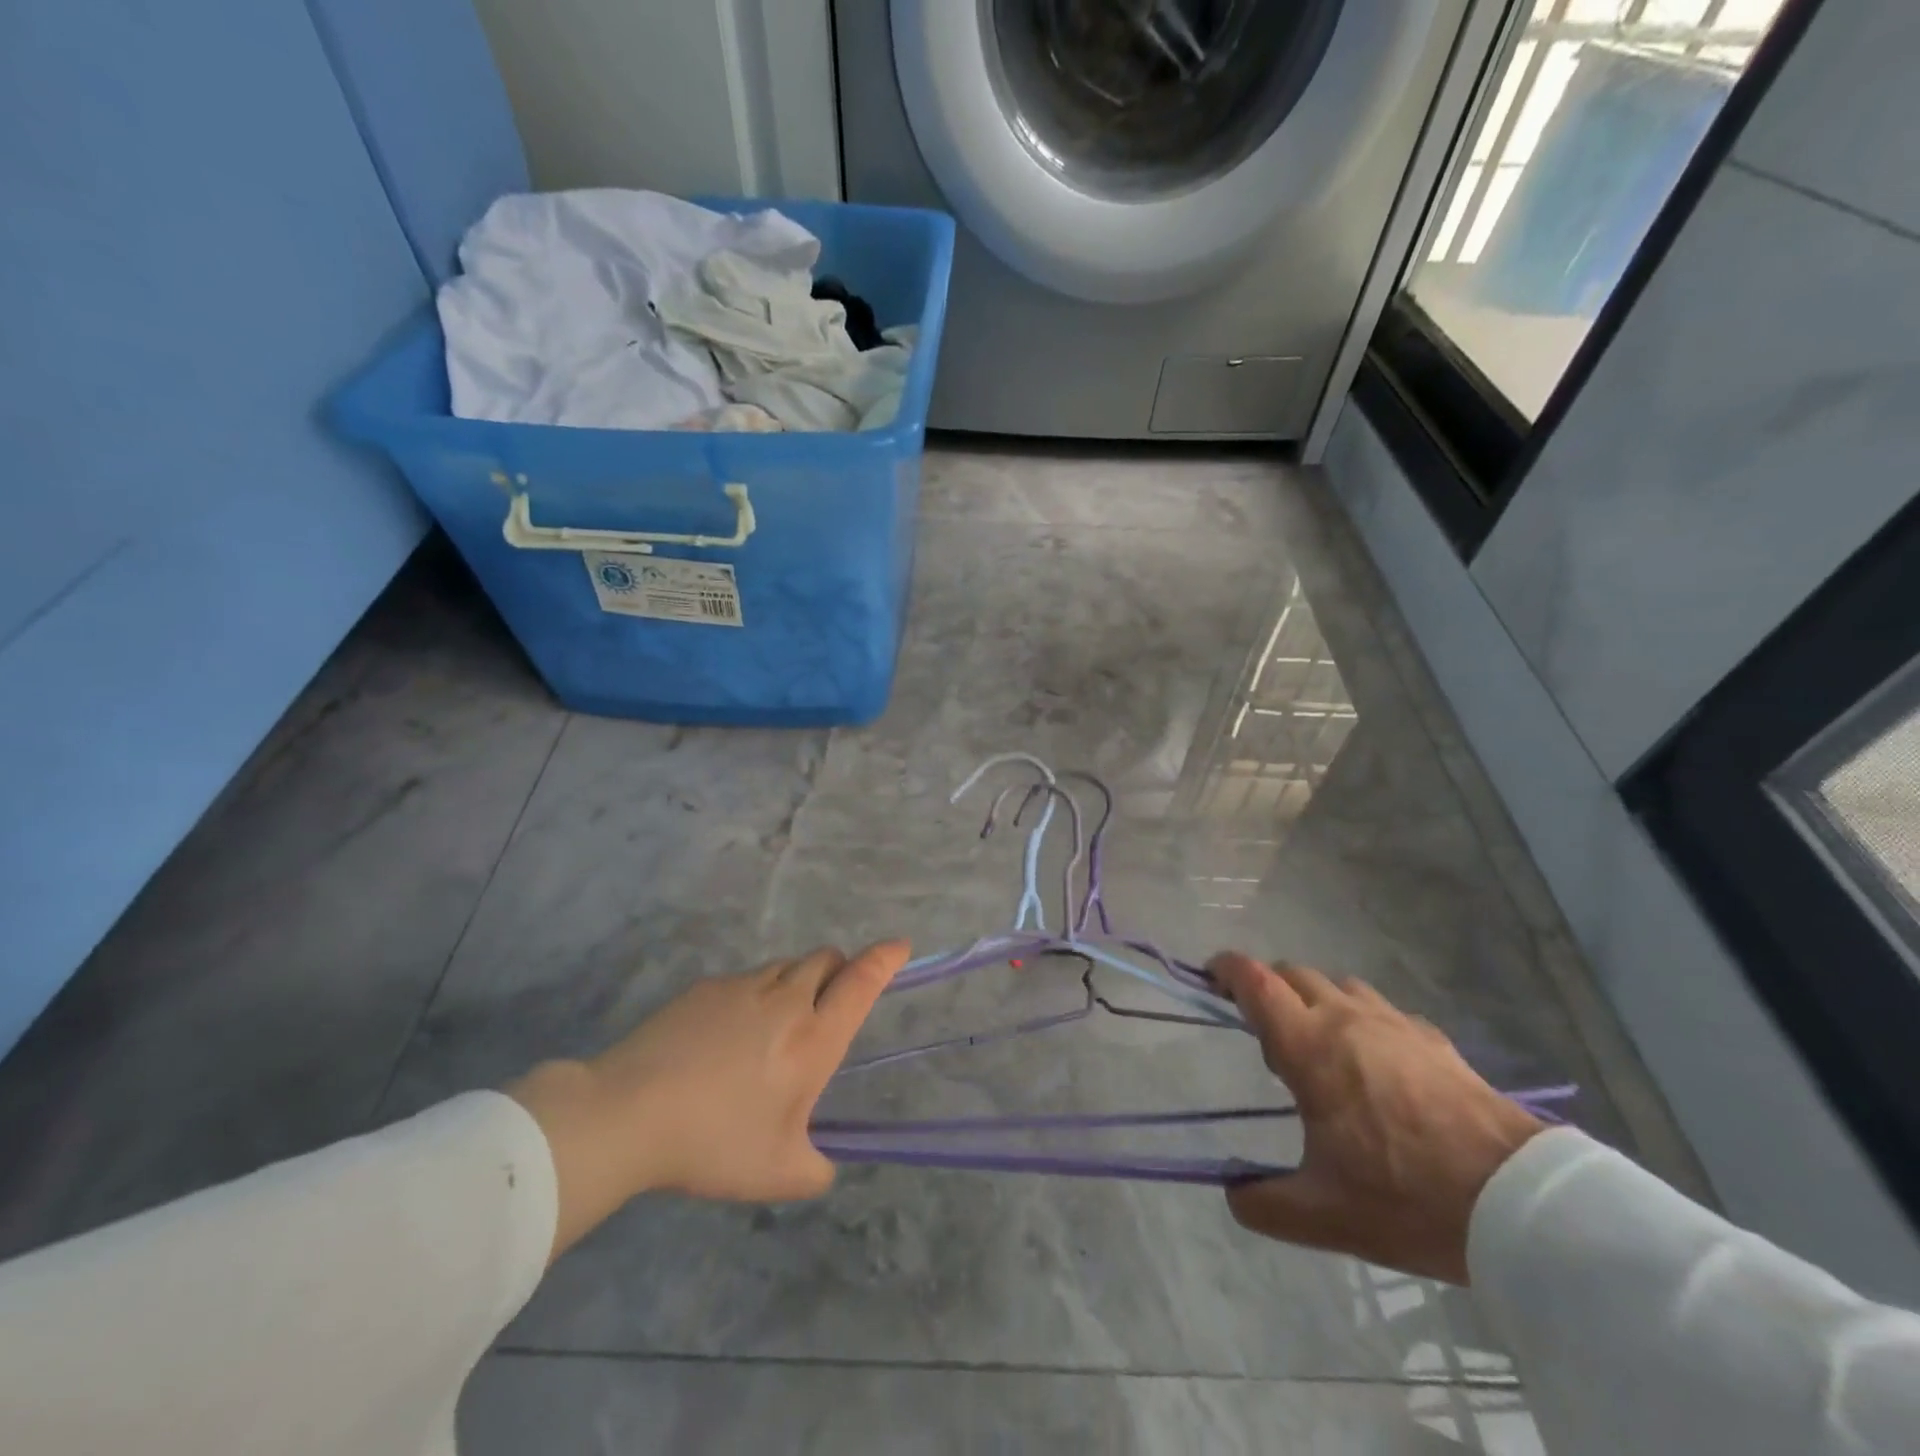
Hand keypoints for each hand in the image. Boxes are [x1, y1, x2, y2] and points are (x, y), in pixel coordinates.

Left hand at [509, 941, 908, 1259]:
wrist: (628, 1112)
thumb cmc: (714, 1142)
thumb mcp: (777, 1173)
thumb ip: (816, 1168)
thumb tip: (824, 1164)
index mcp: (814, 1038)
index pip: (862, 982)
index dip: (885, 959)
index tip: (901, 946)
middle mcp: (786, 1000)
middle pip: (827, 959)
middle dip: (839, 970)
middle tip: (828, 1003)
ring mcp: (743, 986)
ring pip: (786, 966)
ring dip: (796, 982)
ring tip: (775, 1025)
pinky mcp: (706, 987)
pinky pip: (745, 979)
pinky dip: (754, 994)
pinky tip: (726, 1033)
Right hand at [1210, 952, 1544, 1284]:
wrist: (1521, 1201)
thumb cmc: (1408, 1196)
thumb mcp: (1325, 1215)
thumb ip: (1264, 1202)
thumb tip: (1232, 1191)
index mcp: (1308, 1046)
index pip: (1254, 980)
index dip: (1225, 968)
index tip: (1209, 977)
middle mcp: (1344, 1018)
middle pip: (1292, 973)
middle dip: (1266, 987)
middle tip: (1262, 1029)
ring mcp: (1392, 1023)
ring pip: (1338, 985)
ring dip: (1314, 999)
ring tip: (1318, 1044)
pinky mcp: (1432, 1039)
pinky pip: (1381, 1010)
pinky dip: (1361, 1019)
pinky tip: (1376, 1061)